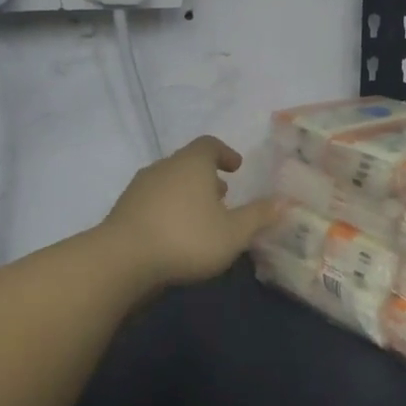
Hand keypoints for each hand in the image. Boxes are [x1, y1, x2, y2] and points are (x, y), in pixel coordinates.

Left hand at [101, 137, 281, 289]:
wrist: (121, 261)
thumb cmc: (186, 238)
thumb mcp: (233, 232)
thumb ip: (259, 216)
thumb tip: (284, 202)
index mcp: (192, 164)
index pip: (209, 144)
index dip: (225, 153)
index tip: (236, 167)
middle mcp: (164, 167)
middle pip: (188, 163)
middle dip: (207, 177)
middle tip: (223, 195)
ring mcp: (139, 188)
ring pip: (169, 182)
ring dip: (187, 194)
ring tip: (201, 217)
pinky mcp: (123, 210)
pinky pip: (153, 201)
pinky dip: (168, 209)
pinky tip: (175, 234)